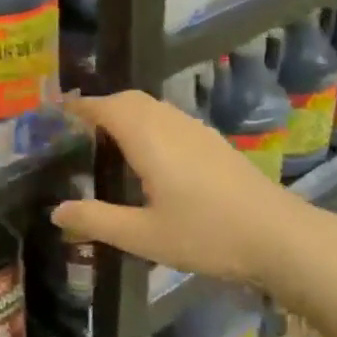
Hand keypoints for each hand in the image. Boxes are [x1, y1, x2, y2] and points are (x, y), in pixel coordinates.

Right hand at [52, 91, 336, 293]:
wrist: (279, 236)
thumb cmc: (206, 235)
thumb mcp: (143, 236)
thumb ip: (97, 221)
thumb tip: (56, 211)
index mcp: (148, 138)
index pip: (106, 107)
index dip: (80, 107)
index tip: (57, 113)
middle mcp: (171, 124)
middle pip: (130, 100)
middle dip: (101, 107)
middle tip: (78, 130)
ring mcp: (196, 130)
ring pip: (153, 106)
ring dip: (126, 113)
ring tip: (108, 140)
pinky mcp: (213, 142)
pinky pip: (170, 118)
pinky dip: (148, 123)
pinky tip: (150, 155)